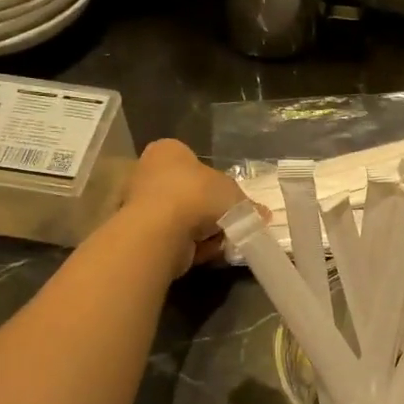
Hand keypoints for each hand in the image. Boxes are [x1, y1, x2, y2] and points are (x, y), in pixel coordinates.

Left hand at [122, 139, 250, 271]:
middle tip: (230, 224)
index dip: (216, 184)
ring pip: (183, 219)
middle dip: (210, 212)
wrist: (160, 231)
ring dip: (203, 232)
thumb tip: (263, 214)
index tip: (230, 201)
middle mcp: (148, 172)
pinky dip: (190, 246)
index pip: (194, 162)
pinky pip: (173, 238)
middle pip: (190, 193)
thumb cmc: (198, 195)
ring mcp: (140, 204)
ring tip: (220, 241)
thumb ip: (248, 204)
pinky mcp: (140, 234)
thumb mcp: (234, 195)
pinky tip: (203, 252)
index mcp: (168, 151)